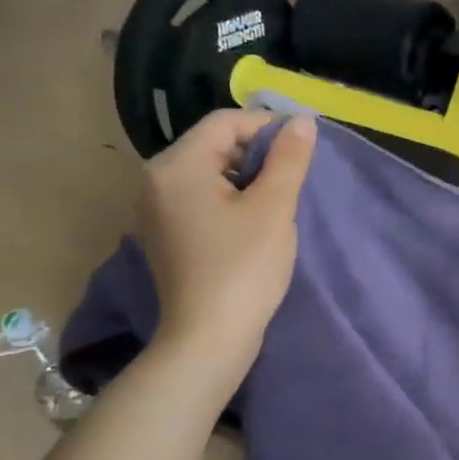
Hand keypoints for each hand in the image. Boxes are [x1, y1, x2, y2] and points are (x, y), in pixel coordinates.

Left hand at [138, 110, 315, 351]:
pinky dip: (229, 200)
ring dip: (246, 179)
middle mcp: (155, 179)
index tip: (304, 150)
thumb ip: (289, 158)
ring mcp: (155, 209)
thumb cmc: (244, 267)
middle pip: (214, 145)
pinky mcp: (164, 234)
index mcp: (177, 165)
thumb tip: (303, 121)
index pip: (225, 122)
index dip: (269, 127)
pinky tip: (252, 226)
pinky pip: (199, 199)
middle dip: (257, 155)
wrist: (209, 338)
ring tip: (277, 204)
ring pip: (208, 173)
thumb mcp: (274, 207)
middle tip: (293, 181)